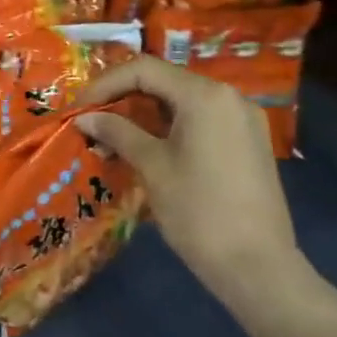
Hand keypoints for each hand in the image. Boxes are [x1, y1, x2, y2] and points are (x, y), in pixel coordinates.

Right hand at [75, 56, 311, 313]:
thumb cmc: (198, 210)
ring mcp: (243, 120)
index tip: (79, 108)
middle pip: (164, 81)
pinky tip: (149, 149)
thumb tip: (85, 118)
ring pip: (182, 102)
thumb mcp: (151, 166)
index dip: (105, 84)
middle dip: (123, 98)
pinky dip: (170, 127)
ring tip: (114, 139)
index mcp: (204, 95)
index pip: (143, 70)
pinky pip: (201, 120)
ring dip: (144, 114)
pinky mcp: (249, 143)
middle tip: (92, 122)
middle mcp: (229, 97)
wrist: (257, 266)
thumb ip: (117, 132)